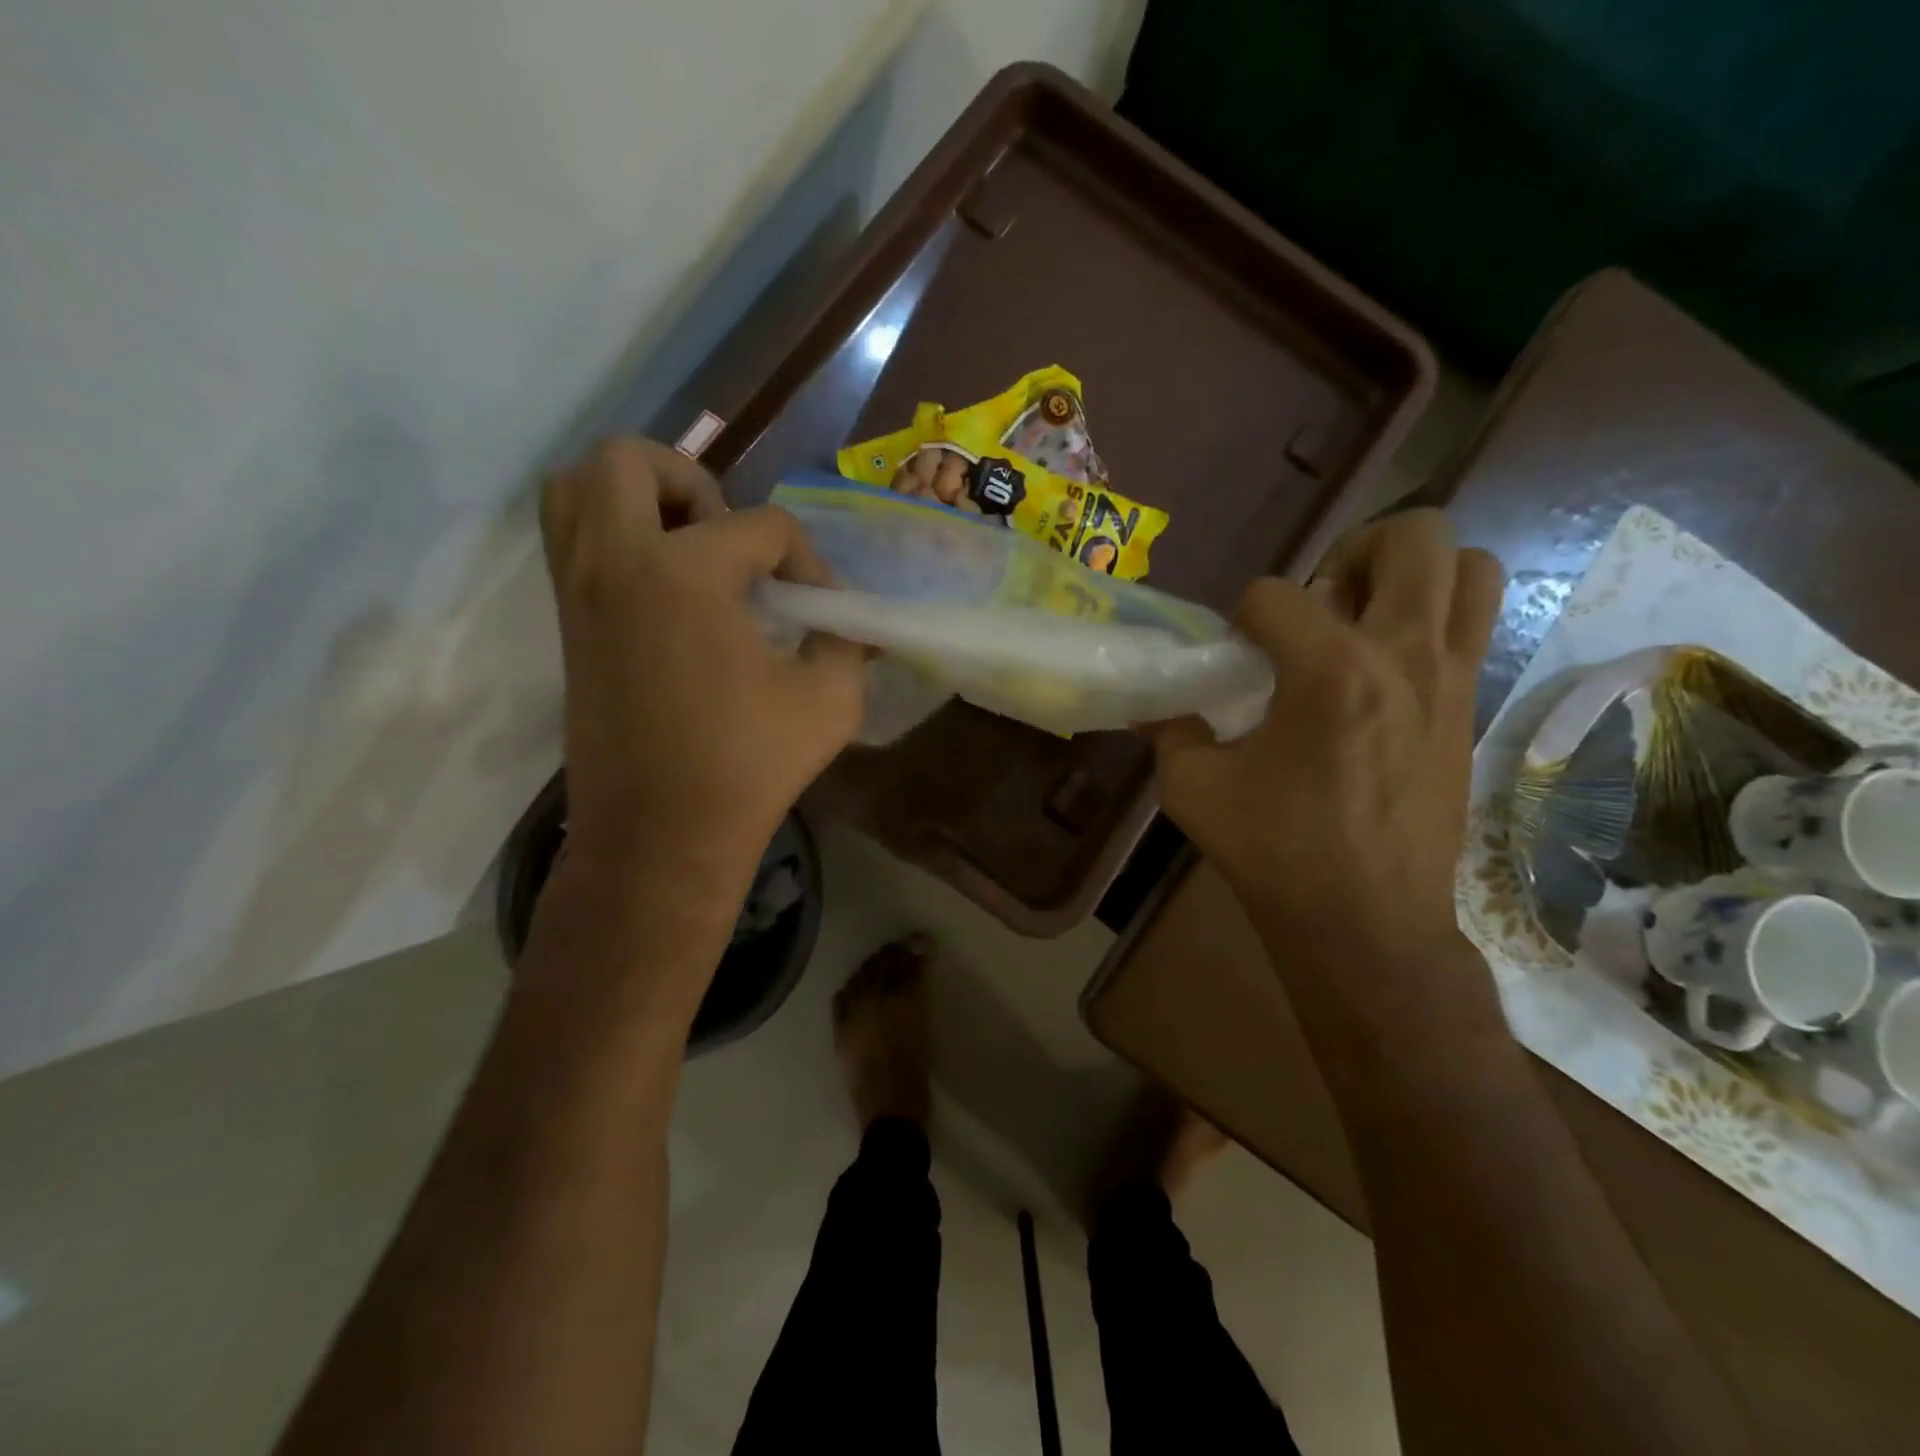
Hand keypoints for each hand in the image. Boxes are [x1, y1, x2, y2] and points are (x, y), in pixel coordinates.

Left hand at [540, 439, 863, 893]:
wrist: (659, 836)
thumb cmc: (748, 766)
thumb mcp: (830, 699)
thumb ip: (846, 641)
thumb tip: (848, 620)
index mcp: (685, 572)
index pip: (761, 526)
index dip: (806, 561)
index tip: (820, 610)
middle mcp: (616, 561)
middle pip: (630, 461)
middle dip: (691, 482)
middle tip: (728, 539)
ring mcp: (579, 591)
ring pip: (576, 489)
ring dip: (637, 497)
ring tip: (689, 550)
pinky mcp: (567, 624)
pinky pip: (573, 542)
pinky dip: (614, 537)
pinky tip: (669, 592)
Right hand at [1152, 511, 1503, 1015]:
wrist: (1367, 922)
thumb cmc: (1276, 853)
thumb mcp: (1192, 790)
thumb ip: (1171, 730)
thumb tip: (1157, 702)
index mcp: (1331, 673)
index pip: (1276, 594)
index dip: (1241, 616)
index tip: (1234, 655)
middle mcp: (1405, 656)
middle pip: (1414, 537)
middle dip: (1355, 549)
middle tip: (1320, 600)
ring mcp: (1452, 680)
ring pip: (1472, 568)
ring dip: (1415, 573)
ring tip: (1366, 616)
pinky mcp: (1472, 708)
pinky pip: (1474, 625)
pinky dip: (1434, 619)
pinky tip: (1383, 670)